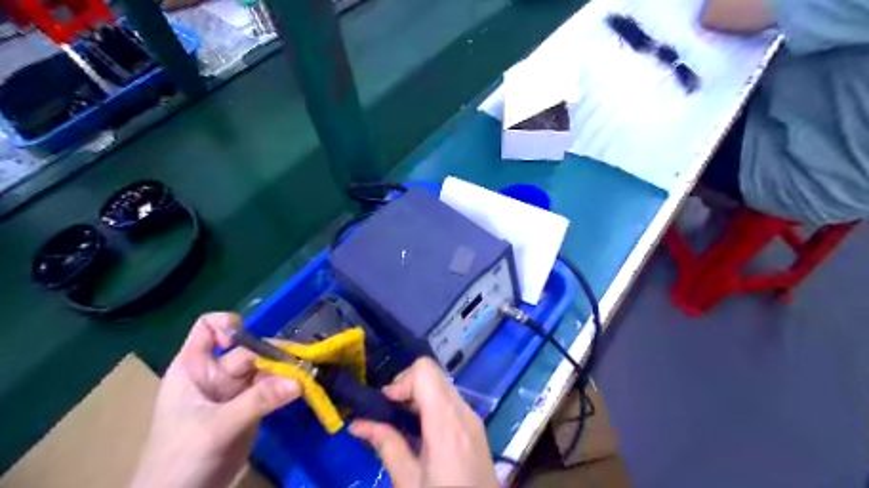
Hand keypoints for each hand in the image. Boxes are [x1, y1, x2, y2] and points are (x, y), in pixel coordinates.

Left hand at [128, 312, 301, 487]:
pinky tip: (305, 389)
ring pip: (265, 368)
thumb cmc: (180, 459)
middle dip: (274, 355)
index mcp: (194, 368)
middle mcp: (216, 373)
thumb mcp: (217, 427)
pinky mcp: (251, 406)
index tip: (247, 340)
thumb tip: (300, 380)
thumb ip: (259, 401)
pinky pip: (273, 387)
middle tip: (303, 364)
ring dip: (287, 371)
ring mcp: (235, 390)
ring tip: (309, 377)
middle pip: (249, 350)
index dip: (228, 326)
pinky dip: (288, 387)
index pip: (208, 328)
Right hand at [347, 359, 495, 487]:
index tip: (386, 403)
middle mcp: (463, 411)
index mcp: (446, 421)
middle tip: (389, 412)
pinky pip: (451, 400)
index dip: (401, 380)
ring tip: (402, 423)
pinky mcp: (476, 426)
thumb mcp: (408, 481)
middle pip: (433, 374)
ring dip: (419, 395)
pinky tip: (421, 431)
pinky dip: (432, 404)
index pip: (425, 371)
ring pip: (442, 385)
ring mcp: (473, 417)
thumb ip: (386, 445)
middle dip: (407, 385)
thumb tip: (357, 424)